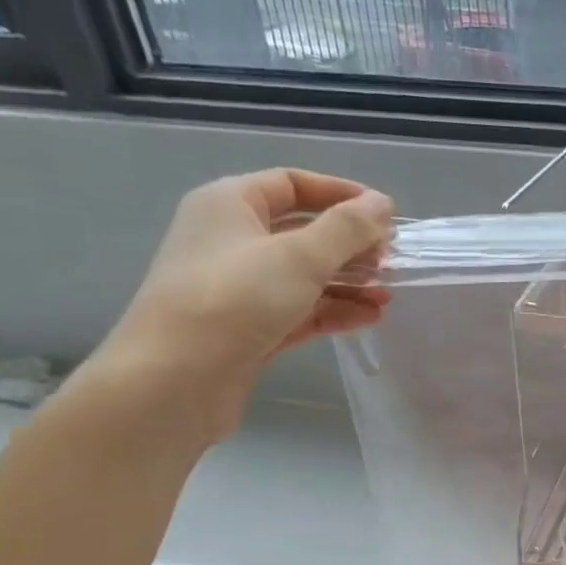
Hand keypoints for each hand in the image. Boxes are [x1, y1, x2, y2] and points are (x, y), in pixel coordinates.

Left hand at [91, 169, 392, 437]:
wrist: (175, 380)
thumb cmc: (234, 301)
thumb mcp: (299, 256)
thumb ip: (346, 228)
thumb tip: (382, 203)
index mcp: (229, 205)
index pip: (291, 184)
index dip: (340, 193)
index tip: (384, 213)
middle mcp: (231, 241)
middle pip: (301, 232)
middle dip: (349, 246)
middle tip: (390, 261)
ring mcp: (239, 289)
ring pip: (304, 276)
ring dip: (348, 283)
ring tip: (386, 296)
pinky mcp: (249, 330)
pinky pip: (300, 311)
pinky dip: (333, 311)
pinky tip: (369, 319)